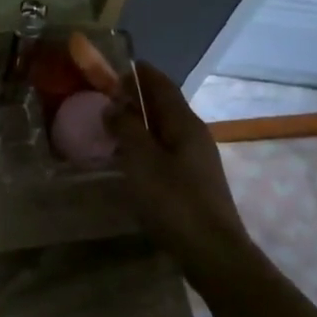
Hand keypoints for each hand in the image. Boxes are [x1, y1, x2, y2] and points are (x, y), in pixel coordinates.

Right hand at [106, 62, 253, 286]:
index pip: (161, 85)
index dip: (139, 72)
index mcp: (184, 123)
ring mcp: (196, 160)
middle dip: (136, 96)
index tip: (115, 64)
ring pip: (164, 130)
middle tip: (104, 94)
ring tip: (111, 124)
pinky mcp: (193, 182)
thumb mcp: (141, 160)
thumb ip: (125, 128)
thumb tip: (113, 104)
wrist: (212, 252)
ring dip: (139, 122)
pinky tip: (129, 158)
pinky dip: (145, 144)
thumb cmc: (174, 201)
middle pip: (164, 106)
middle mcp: (194, 135)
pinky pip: (165, 151)